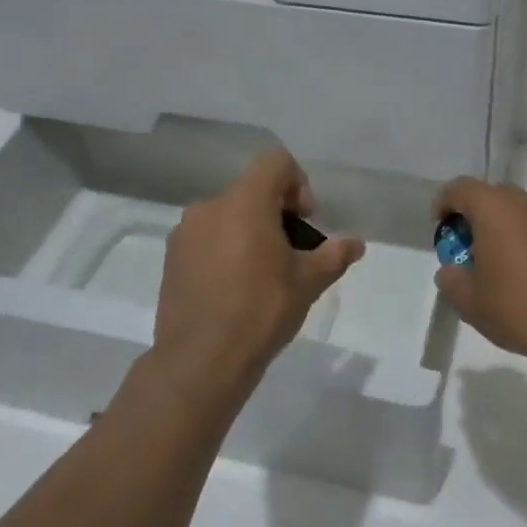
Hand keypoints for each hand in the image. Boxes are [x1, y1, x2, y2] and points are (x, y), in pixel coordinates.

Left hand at [151, 151, 363, 407]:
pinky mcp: (171, 260)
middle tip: (291, 253)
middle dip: (276, 214)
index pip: (275, 163)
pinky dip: (225, 250)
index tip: (305, 222)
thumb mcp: (308, 282)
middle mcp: (209, 207)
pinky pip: (206, 239)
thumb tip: (355, 244)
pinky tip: (235, 289)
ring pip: (227, 216)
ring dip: (249, 232)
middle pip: (251, 191)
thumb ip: (334, 255)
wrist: (200, 362)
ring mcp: (184, 234)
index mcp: (243, 202)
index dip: (298, 183)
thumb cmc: (261, 311)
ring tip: (263, 275)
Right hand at [433, 178, 526, 368]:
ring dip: (500, 226)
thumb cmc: (517, 308)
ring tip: (495, 262)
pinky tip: (524, 272)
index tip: (439, 229)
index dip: (443, 203)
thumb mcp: (468, 301)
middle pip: (490, 195)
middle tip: (464, 248)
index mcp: (494, 208)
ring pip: (516, 210)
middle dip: (472, 216)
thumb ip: (451, 279)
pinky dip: (523, 238)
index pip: (460, 188)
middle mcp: (525, 202)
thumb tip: (451, 271)